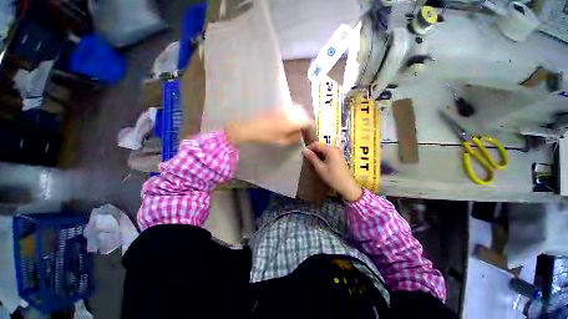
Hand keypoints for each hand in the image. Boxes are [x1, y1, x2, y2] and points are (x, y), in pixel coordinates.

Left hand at [226, 105, 312, 144]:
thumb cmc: (266, 136)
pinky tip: (290, 119)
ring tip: (298, 124)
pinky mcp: (279, 107)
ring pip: (297, 109)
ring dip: (300, 115)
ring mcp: (284, 108)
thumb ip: (294, 138)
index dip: (311, 126)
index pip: (307, 121)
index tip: (311, 131)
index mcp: (292, 121)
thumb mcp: (281, 141)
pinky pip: (291, 108)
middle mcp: (290, 112)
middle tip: (304, 128)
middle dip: (306, 120)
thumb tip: (300, 135)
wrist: (251, 127)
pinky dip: (294, 113)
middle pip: (303, 113)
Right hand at [302, 142, 362, 201]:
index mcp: (330, 150)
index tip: (303, 154)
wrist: (347, 186)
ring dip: (317, 155)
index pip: (316, 144)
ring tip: (312, 164)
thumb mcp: (320, 168)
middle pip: (320, 147)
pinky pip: (328, 154)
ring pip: (324, 151)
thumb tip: (304, 150)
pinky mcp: (339, 158)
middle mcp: (334, 149)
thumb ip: (312, 158)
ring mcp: (338, 153)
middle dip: (313, 152)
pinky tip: (320, 165)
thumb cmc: (333, 177)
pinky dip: (322, 158)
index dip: (308, 148)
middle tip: (307, 160)